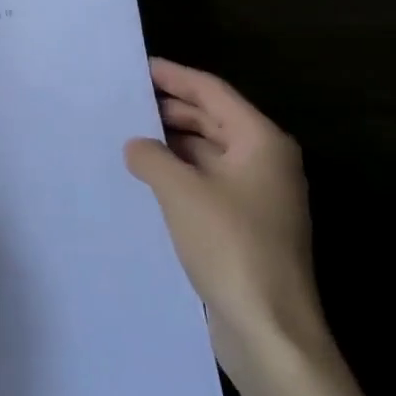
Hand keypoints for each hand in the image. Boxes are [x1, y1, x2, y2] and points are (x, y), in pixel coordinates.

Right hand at [124, 58, 327, 389]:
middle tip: (125, 100)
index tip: (138, 66)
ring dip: (172, 142)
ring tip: (128, 134)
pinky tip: (147, 175)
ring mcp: (258, 195)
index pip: (212, 92)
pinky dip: (179, 171)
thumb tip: (136, 145)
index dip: (174, 76)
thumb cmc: (230, 246)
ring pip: (209, 151)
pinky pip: (207, 180)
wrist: (270, 329)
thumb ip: (151, 156)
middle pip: (213, 119)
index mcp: (261, 142)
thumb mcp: (180, 191)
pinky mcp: (246, 224)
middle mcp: (265, 162)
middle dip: (170, 108)